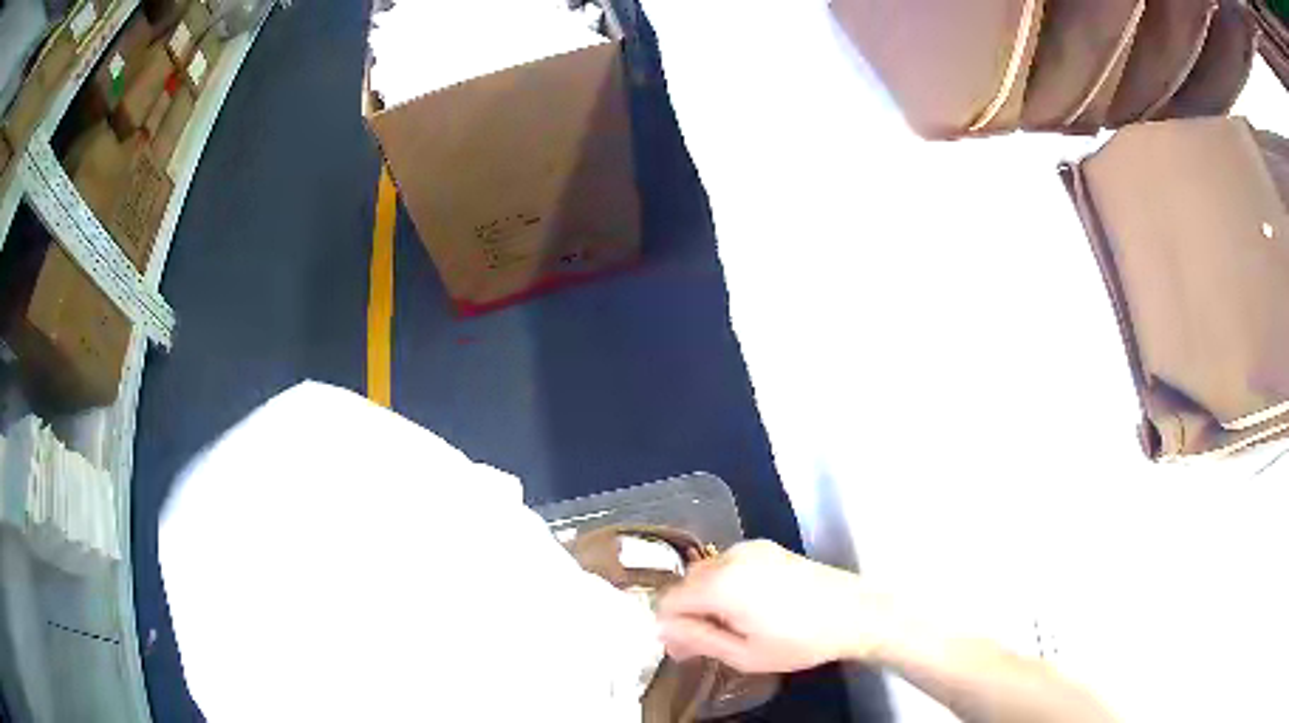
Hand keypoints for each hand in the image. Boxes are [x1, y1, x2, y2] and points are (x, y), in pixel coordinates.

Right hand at [656, 540, 892, 673]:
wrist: (856, 612)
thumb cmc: (800, 641)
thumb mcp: (744, 654)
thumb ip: (697, 640)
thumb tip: (664, 631)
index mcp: (720, 584)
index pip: (668, 600)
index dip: (671, 627)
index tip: (687, 648)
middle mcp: (730, 557)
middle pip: (686, 583)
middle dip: (689, 611)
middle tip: (711, 642)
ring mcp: (751, 548)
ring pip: (707, 572)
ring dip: (708, 598)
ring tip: (736, 626)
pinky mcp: (768, 547)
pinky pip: (729, 564)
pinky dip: (728, 584)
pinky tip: (754, 606)